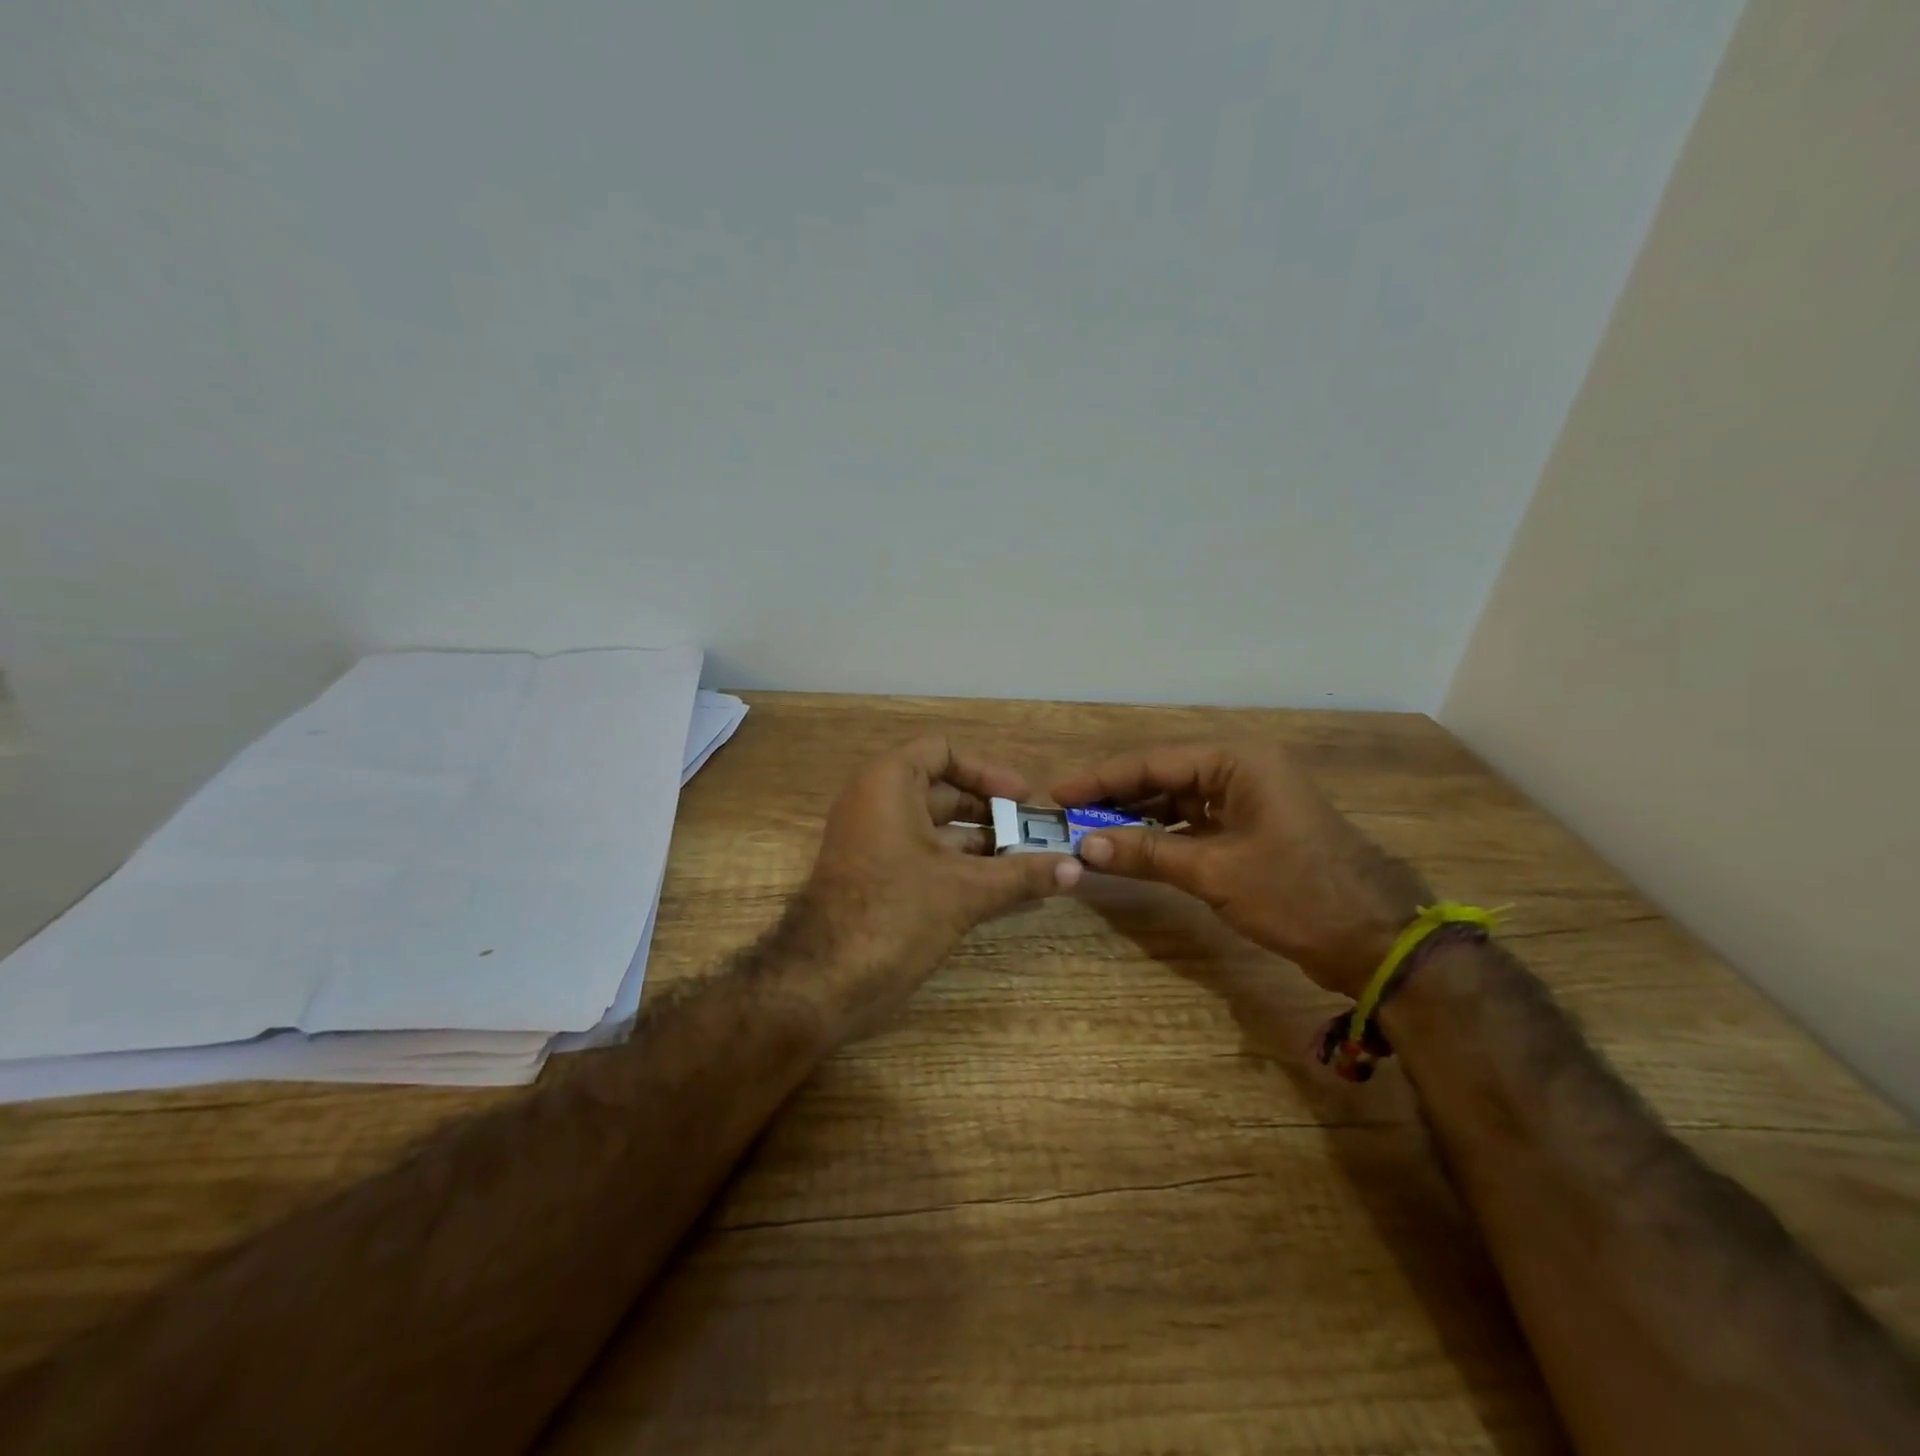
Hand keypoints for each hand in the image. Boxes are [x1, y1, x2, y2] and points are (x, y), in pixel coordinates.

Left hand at [784, 737, 1080, 1040]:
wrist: (823, 981)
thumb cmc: (895, 914)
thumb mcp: (966, 890)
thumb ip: (1023, 874)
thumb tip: (1077, 868)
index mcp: (889, 784)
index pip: (942, 752)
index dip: (987, 771)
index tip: (1023, 798)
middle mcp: (877, 803)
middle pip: (943, 790)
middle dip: (992, 812)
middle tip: (1036, 834)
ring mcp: (873, 841)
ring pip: (936, 828)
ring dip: (981, 843)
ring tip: (1029, 863)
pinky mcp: (875, 876)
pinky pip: (925, 856)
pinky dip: (960, 866)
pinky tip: (1001, 888)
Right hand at [1052, 742, 1427, 998]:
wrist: (1377, 941)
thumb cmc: (1298, 894)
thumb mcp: (1215, 872)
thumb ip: (1147, 852)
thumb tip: (1085, 845)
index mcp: (1237, 762)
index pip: (1153, 762)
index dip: (1100, 778)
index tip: (1057, 793)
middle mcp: (1240, 770)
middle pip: (1162, 777)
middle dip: (1115, 798)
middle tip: (1065, 816)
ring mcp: (1247, 800)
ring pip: (1176, 801)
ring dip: (1135, 820)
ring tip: (1087, 834)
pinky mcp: (1251, 830)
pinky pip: (1194, 824)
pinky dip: (1162, 838)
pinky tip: (1128, 851)